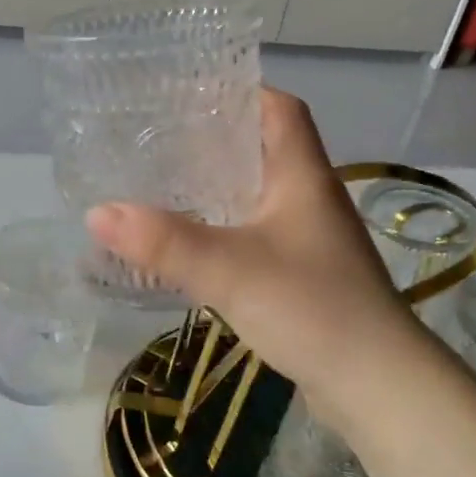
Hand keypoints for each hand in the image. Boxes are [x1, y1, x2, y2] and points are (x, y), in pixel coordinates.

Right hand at [85, 89, 429, 407]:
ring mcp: (310, 238)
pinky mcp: (303, 274)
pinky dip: (224, 227)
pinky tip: (191, 242)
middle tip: (158, 137)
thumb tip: (97, 213)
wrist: (378, 386)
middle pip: (264, 148)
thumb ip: (164, 241)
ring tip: (164, 182)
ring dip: (217, 185)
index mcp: (302, 175)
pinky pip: (256, 233)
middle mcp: (310, 197)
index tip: (190, 92)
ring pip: (258, 193)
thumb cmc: (312, 307)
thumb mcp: (230, 269)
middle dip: (215, 138)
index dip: (242, 91)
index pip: (281, 109)